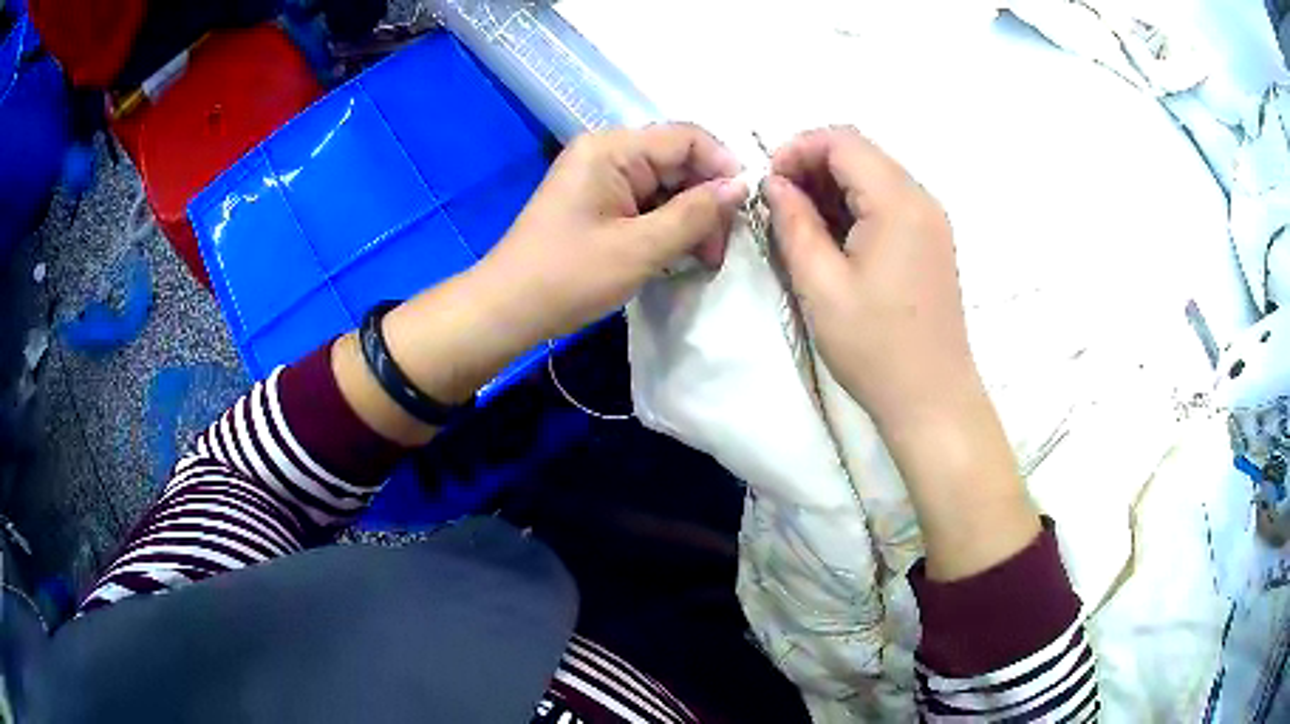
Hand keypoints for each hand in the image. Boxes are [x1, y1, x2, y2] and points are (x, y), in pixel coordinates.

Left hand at [475, 123, 747, 342]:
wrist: (508, 309)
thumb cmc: (569, 276)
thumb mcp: (640, 248)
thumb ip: (695, 213)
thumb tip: (740, 186)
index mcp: (612, 148)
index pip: (688, 138)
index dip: (723, 168)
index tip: (744, 210)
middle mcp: (608, 152)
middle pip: (679, 161)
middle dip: (707, 200)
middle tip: (720, 249)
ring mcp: (602, 177)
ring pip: (667, 184)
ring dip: (691, 218)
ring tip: (704, 259)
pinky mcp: (600, 202)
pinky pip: (648, 202)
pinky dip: (668, 226)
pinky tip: (680, 254)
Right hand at [764, 126, 977, 433]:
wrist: (932, 398)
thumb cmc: (874, 347)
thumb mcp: (820, 285)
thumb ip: (794, 223)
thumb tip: (776, 184)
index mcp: (897, 203)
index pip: (843, 141)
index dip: (798, 149)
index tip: (769, 183)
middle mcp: (921, 199)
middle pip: (861, 153)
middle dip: (814, 165)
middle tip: (780, 204)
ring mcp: (932, 220)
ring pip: (875, 175)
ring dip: (834, 186)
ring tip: (802, 223)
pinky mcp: (933, 241)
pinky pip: (890, 202)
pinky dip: (857, 205)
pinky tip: (836, 239)